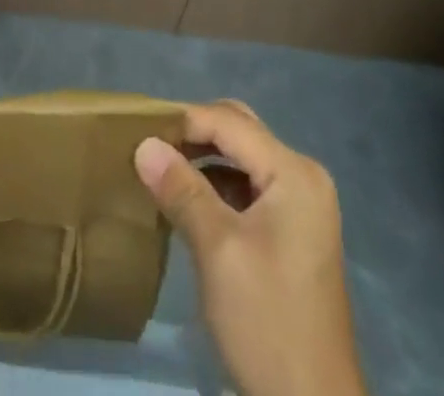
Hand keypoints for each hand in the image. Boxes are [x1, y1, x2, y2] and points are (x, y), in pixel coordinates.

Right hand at [135, 100, 365, 395]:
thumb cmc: (266, 321)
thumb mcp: (218, 251)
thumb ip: (182, 190)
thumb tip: (144, 144)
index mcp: (294, 173)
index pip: (230, 123)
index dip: (184, 121)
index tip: (140, 132)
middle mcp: (303, 177)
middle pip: (240, 132)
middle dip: (194, 134)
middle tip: (151, 147)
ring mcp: (302, 205)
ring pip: (242, 159)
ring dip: (203, 160)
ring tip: (161, 170)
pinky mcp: (293, 232)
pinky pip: (250, 187)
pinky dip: (218, 186)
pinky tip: (187, 201)